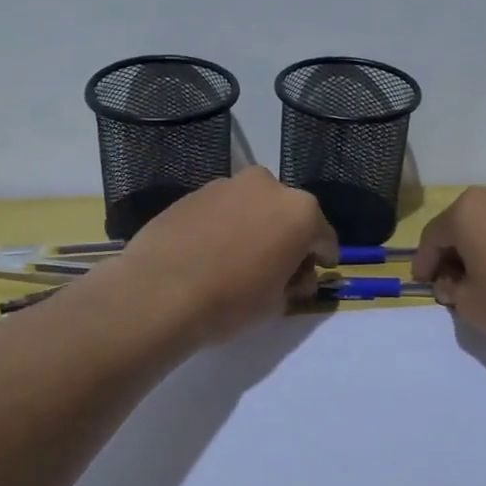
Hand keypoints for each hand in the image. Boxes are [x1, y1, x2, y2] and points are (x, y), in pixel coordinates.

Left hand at [112, 168, 338, 345]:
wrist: (160, 291)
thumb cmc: (232, 300)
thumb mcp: (276, 302)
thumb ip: (293, 281)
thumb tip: (292, 275)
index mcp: (301, 212)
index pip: (324, 237)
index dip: (322, 258)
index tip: (316, 273)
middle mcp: (269, 186)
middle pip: (288, 215)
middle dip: (288, 238)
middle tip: (276, 268)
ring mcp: (228, 184)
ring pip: (254, 207)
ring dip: (255, 227)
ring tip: (239, 259)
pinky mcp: (194, 191)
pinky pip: (223, 209)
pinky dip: (225, 225)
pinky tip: (211, 251)